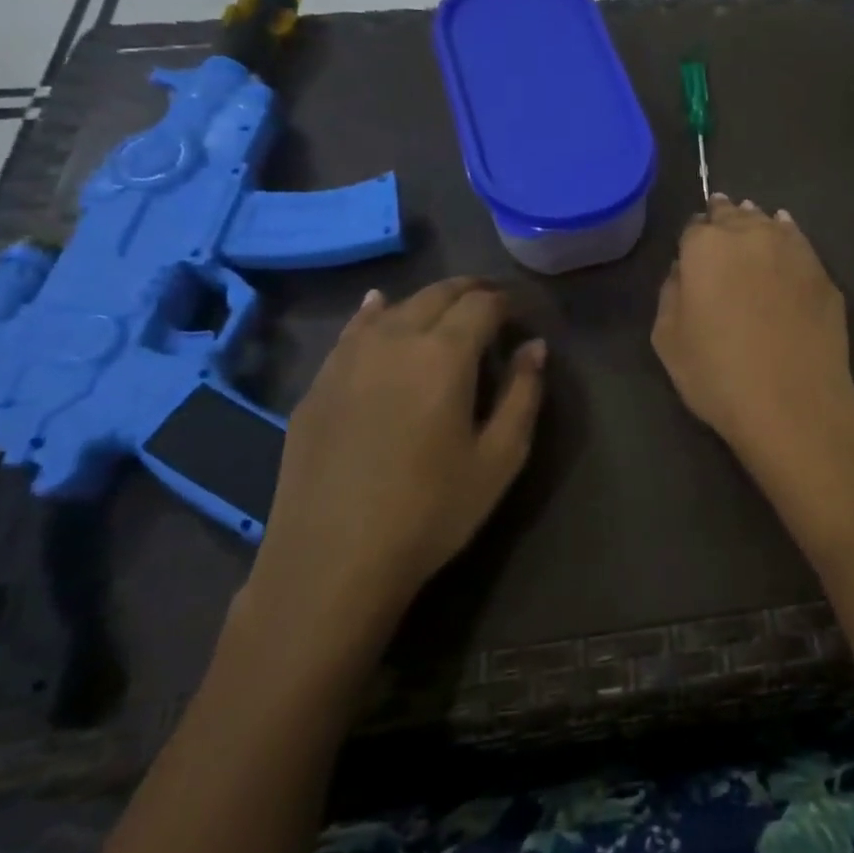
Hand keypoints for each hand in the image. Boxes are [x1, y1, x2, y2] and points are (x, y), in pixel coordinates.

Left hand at [235, 278, 545, 676]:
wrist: (331, 561)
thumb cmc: (430, 511)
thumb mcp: (499, 459)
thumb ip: (524, 394)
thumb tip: (535, 346)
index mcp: (444, 354)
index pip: (482, 304)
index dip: (506, 302)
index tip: (520, 314)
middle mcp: (395, 339)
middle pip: (437, 294)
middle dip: (470, 291)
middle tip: (491, 304)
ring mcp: (348, 358)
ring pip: (394, 307)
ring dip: (427, 301)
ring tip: (446, 310)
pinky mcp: (319, 383)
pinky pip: (352, 331)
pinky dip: (375, 313)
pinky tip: (377, 309)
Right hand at [651, 195, 853, 482]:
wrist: (794, 405)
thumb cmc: (718, 375)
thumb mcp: (668, 340)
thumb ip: (670, 293)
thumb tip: (683, 271)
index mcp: (705, 247)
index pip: (693, 227)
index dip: (691, 239)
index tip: (691, 250)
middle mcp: (750, 236)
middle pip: (733, 216)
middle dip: (723, 218)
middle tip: (719, 219)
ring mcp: (793, 251)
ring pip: (768, 223)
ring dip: (755, 223)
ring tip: (751, 221)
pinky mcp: (823, 273)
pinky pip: (799, 242)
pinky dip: (788, 236)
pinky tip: (786, 235)